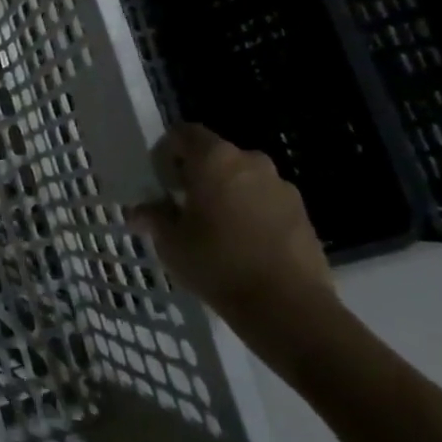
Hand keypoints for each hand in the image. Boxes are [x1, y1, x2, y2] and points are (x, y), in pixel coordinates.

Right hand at [130, 124, 335, 334]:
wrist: (287, 307)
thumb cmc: (217, 264)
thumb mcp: (170, 242)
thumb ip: (153, 218)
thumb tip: (138, 212)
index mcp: (214, 159)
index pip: (184, 133)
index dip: (168, 151)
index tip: (161, 181)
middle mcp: (250, 162)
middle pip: (216, 156)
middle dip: (198, 175)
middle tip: (185, 207)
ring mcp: (282, 187)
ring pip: (243, 179)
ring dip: (228, 193)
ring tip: (217, 229)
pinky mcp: (303, 213)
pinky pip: (267, 201)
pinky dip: (252, 213)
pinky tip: (245, 245)